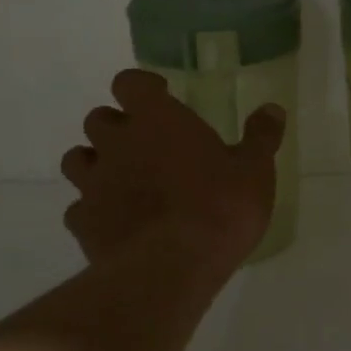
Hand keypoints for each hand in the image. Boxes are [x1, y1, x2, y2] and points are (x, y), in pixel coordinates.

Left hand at [61, 70, 285, 268]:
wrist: (173, 268)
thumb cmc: (220, 207)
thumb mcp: (255, 170)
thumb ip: (261, 136)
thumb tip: (273, 109)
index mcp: (157, 119)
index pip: (130, 82)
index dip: (143, 87)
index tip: (161, 98)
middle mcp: (117, 143)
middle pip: (98, 118)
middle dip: (118, 126)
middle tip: (147, 143)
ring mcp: (93, 184)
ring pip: (78, 159)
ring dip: (97, 163)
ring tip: (125, 179)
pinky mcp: (83, 224)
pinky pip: (78, 208)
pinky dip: (93, 210)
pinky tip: (117, 222)